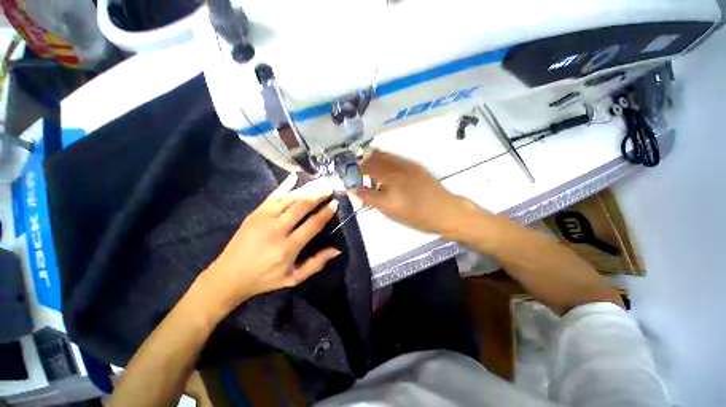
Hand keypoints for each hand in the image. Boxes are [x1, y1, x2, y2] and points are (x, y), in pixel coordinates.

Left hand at [200, 174, 340, 313]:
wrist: (228, 276)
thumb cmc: (264, 279)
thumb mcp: (293, 278)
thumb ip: (316, 264)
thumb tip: (337, 250)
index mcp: (288, 247)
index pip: (313, 224)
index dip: (326, 213)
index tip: (335, 203)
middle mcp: (277, 229)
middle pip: (302, 206)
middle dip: (318, 195)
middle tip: (330, 187)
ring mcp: (264, 218)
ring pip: (290, 198)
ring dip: (307, 189)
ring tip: (319, 182)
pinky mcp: (255, 213)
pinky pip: (273, 195)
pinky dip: (285, 185)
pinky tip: (294, 176)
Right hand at [351, 150, 477, 237]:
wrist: (445, 211)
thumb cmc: (416, 215)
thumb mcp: (389, 210)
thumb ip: (369, 198)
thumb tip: (353, 189)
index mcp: (390, 177)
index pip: (364, 168)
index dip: (353, 170)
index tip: (346, 176)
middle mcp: (397, 165)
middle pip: (372, 158)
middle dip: (360, 164)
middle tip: (355, 175)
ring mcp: (407, 163)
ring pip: (382, 156)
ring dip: (371, 162)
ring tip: (368, 174)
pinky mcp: (414, 165)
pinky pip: (393, 158)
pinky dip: (383, 161)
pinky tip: (383, 172)